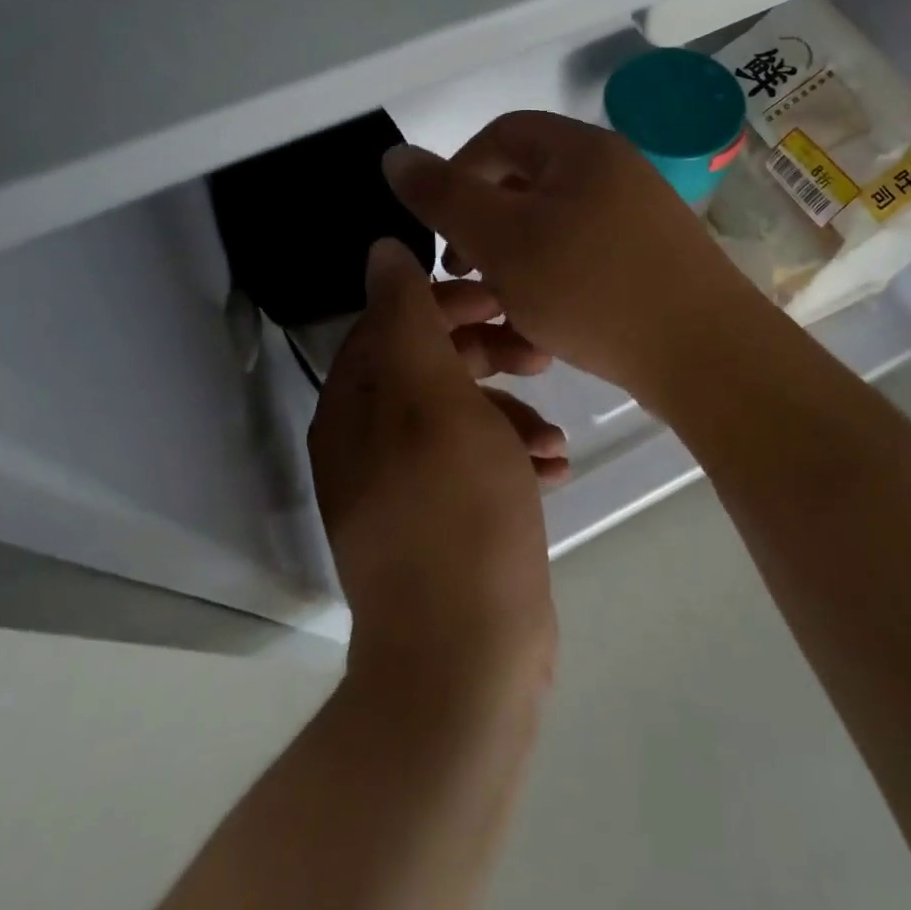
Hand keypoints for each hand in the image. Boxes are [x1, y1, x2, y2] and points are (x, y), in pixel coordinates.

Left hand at [309, 239, 563, 693]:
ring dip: (511, 411)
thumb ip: (408, 319)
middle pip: (430, 364)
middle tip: (540, 353)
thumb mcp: (434, 399)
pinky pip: (479, 463)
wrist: (466, 659)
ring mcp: (407, 484)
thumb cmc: (455, 512)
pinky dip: (514, 456)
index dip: (449, 299)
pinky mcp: (445, 520)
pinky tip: (553, 470)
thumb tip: (381, 251)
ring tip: (554, 436)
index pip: (393, 320)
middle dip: (488, 353)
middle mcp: (370, 440)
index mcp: (356, 406)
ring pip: (462, 413)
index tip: (504, 299)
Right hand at [382, 111, 764, 402]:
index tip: (441, 228)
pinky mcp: (656, 256)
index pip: (502, 134)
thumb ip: (445, 196)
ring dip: (519, 255)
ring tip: (503, 301)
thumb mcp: (502, 240)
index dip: (459, 171)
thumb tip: (395, 155)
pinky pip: (588, 252)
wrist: (704, 354)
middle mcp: (617, 168)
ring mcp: (642, 213)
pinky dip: (557, 276)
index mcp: (582, 149)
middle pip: (529, 178)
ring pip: (556, 222)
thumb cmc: (592, 289)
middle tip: (467, 272)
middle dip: (487, 221)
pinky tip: (550, 318)